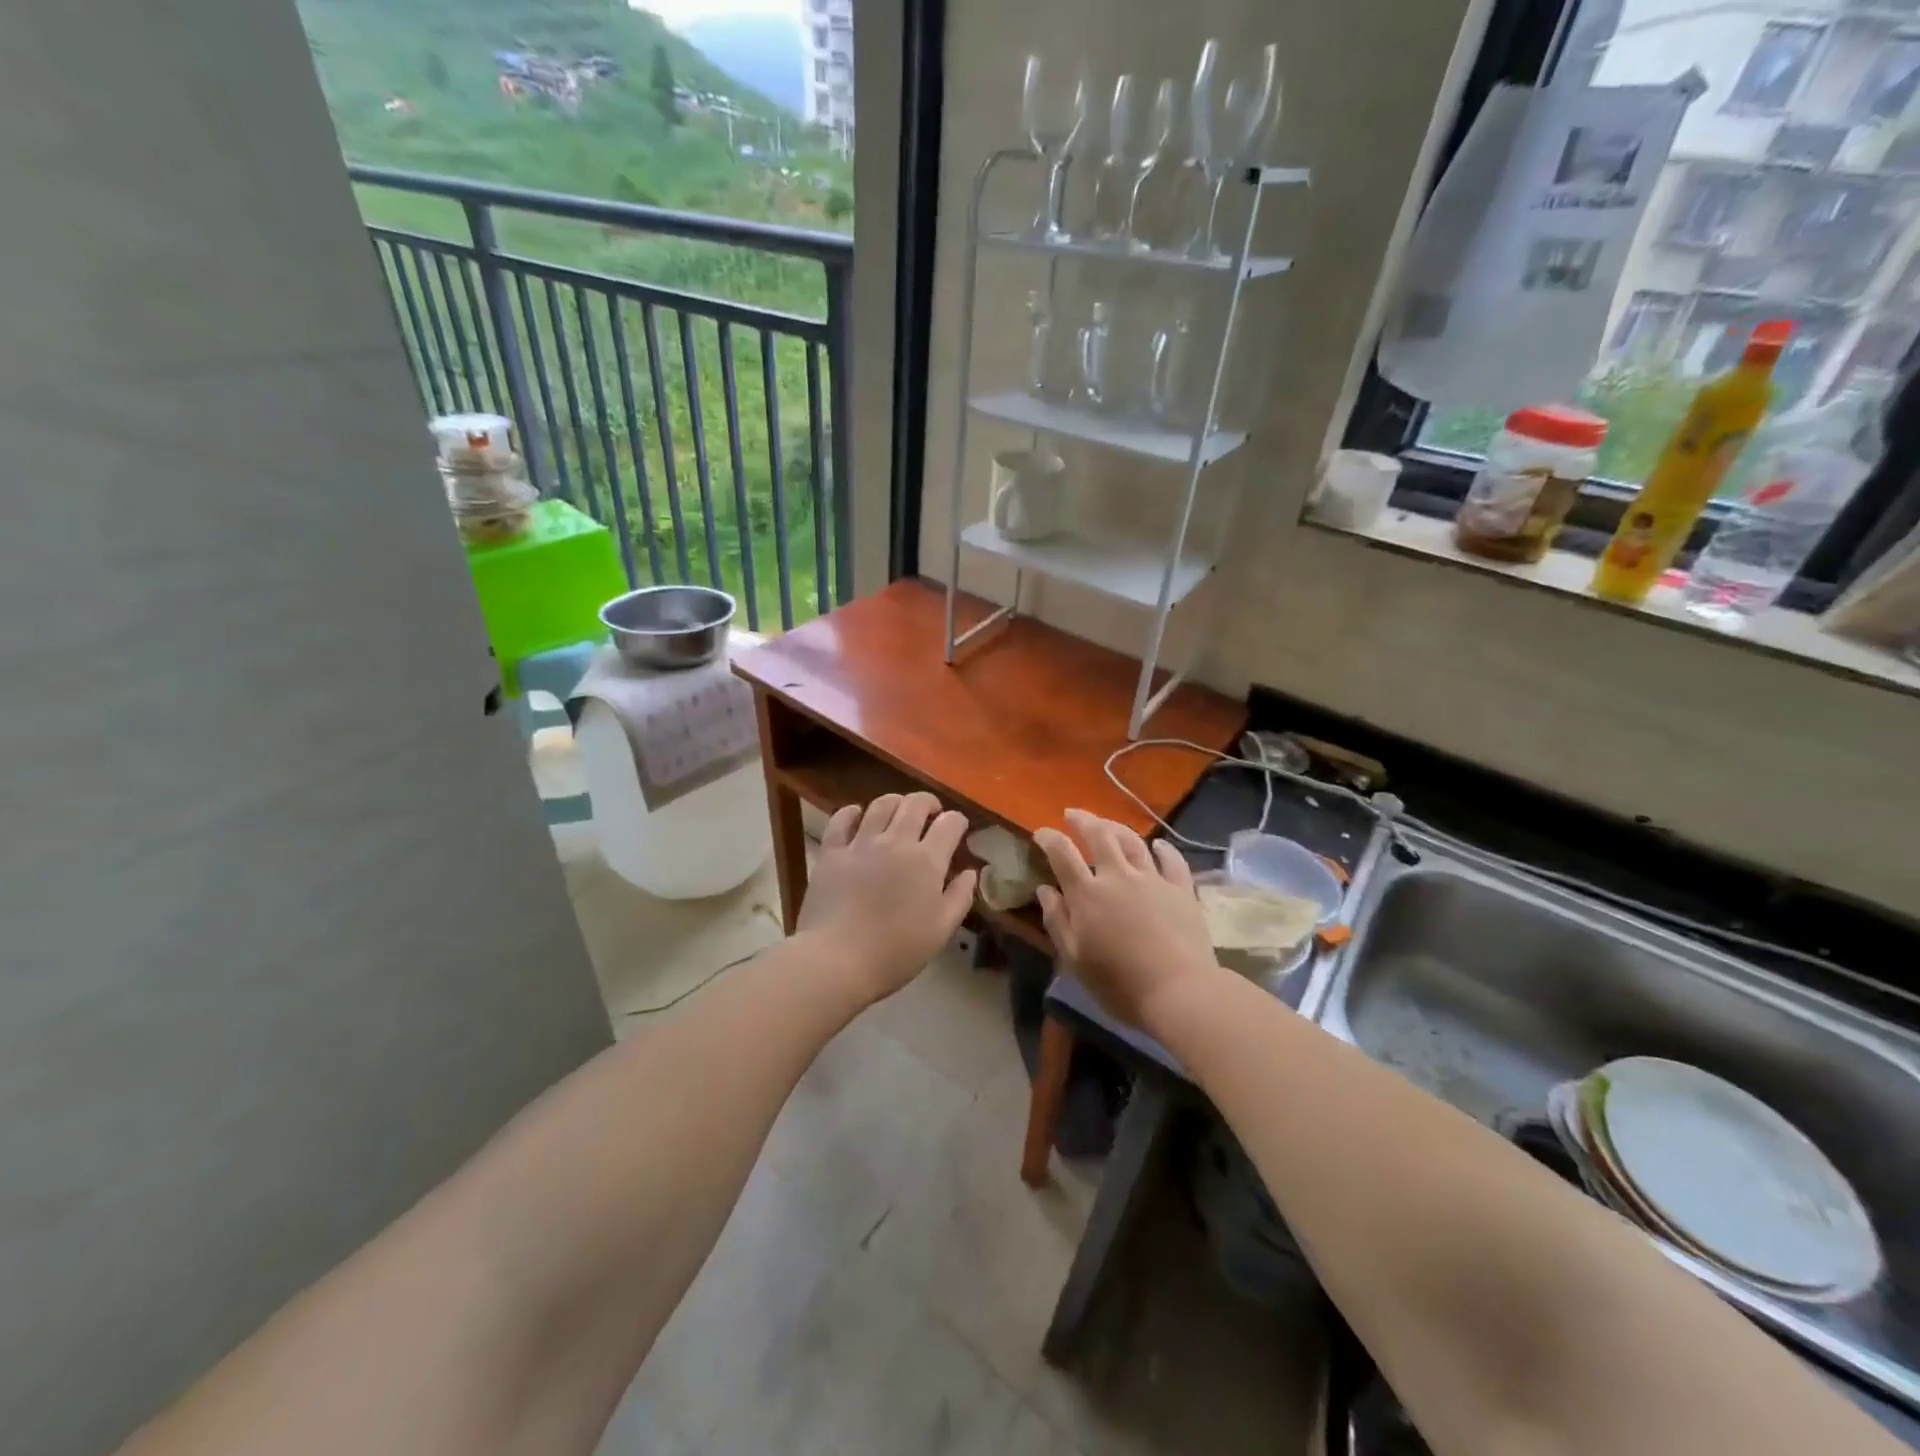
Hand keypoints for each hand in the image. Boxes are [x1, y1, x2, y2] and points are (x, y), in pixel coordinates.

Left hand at [796, 792, 976, 1002]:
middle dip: (929, 803)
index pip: (950, 823)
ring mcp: (861, 843)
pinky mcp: (832, 852)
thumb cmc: (896, 951)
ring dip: (895, 802)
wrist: (838, 959)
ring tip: (899, 811)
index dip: (958, 821)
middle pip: (915, 804)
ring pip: (881, 805)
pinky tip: (857, 815)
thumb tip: (970, 871)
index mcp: (927, 860)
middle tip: (931, 814)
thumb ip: (960, 896)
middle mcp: (896, 841)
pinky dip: (852, 812)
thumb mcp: (942, 930)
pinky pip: (841, 819)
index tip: (958, 829)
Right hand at [1033, 809, 1219, 1032]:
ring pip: (1133, 841)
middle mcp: (1118, 877)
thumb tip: (1044, 890)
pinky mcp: (1181, 889)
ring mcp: (1153, 879)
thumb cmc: (1119, 984)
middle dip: (1083, 820)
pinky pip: (1172, 860)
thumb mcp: (1075, 959)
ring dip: (1116, 827)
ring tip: (1107, 824)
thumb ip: (1058, 921)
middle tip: (1072, 814)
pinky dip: (1163, 848)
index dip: (1049, 839)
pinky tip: (1158, 845)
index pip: (1062, 854)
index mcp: (1088, 894)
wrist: (1178, 991)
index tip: (1040, 833)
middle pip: (1099, 835)